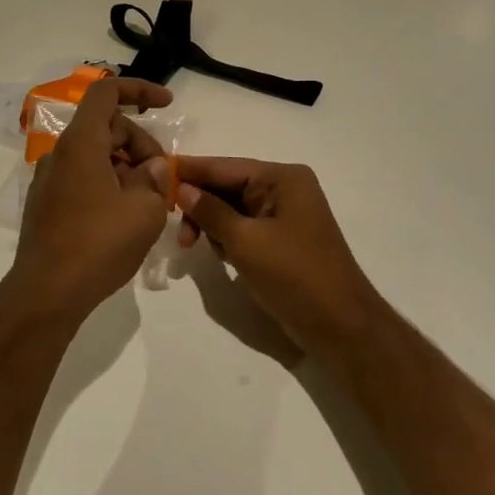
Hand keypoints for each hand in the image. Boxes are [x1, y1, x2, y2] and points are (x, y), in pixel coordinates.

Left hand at [11, 77, 174, 319]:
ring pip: (94, 156)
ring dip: (125, 167)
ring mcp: (48, 180)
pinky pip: (82, 178)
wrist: (47, 293)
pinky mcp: (45, 204)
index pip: (106, 93)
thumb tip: (150, 168)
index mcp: (81, 143)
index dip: (139, 89)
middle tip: (163, 179)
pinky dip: (107, 184)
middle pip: (105, 128)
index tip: (167, 103)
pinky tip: (124, 217)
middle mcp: (59, 154)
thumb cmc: (99, 244)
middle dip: (140, 143)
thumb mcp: (145, 210)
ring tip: (149, 203)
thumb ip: (154, 179)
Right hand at [175, 157, 380, 355]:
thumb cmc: (294, 276)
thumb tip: (181, 188)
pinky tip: (219, 256)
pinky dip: (226, 238)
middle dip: (199, 206)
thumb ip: (210, 211)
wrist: (341, 327)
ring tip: (196, 248)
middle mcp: (284, 188)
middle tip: (178, 234)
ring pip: (231, 209)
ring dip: (211, 225)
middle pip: (226, 187)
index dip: (189, 171)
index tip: (153, 172)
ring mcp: (284, 214)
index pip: (224, 167)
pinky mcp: (281, 239)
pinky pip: (243, 228)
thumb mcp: (245, 241)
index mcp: (282, 178)